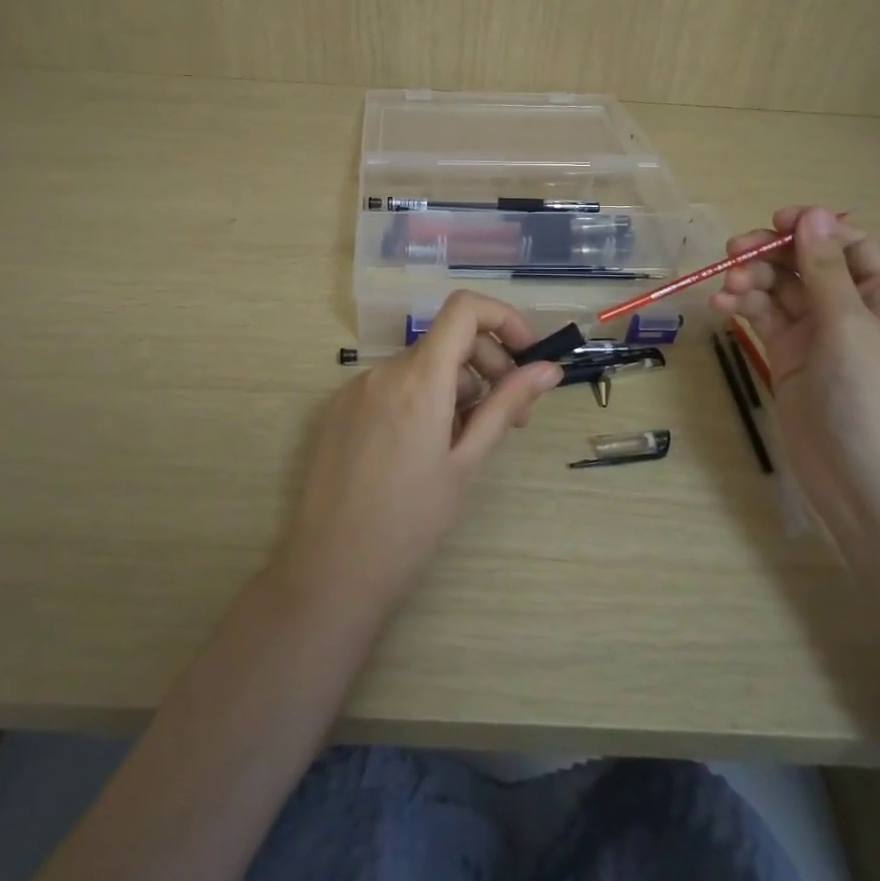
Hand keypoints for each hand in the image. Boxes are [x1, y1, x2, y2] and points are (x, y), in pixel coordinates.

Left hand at [277, 291, 563, 621]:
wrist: (331, 571)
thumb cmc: (411, 523)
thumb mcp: (467, 463)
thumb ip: (506, 405)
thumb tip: (548, 369)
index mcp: (419, 379)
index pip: (464, 309)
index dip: (503, 319)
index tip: (525, 356)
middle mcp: (383, 371)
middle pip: (446, 340)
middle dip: (487, 365)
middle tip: (510, 417)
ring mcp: (355, 389)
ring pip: (420, 366)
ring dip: (455, 388)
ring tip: (465, 442)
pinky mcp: (339, 409)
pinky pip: (391, 387)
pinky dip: (420, 399)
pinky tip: (423, 450)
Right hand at [709, 206, 879, 554]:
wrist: (864, 483)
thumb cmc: (872, 398)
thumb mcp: (849, 326)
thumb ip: (824, 269)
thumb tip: (813, 212)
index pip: (847, 245)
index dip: (812, 228)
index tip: (774, 222)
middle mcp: (849, 310)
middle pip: (804, 263)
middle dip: (770, 254)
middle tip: (734, 252)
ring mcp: (816, 335)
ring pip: (778, 289)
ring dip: (751, 281)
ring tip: (727, 288)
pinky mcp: (787, 357)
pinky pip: (762, 318)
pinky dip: (742, 307)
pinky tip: (722, 307)